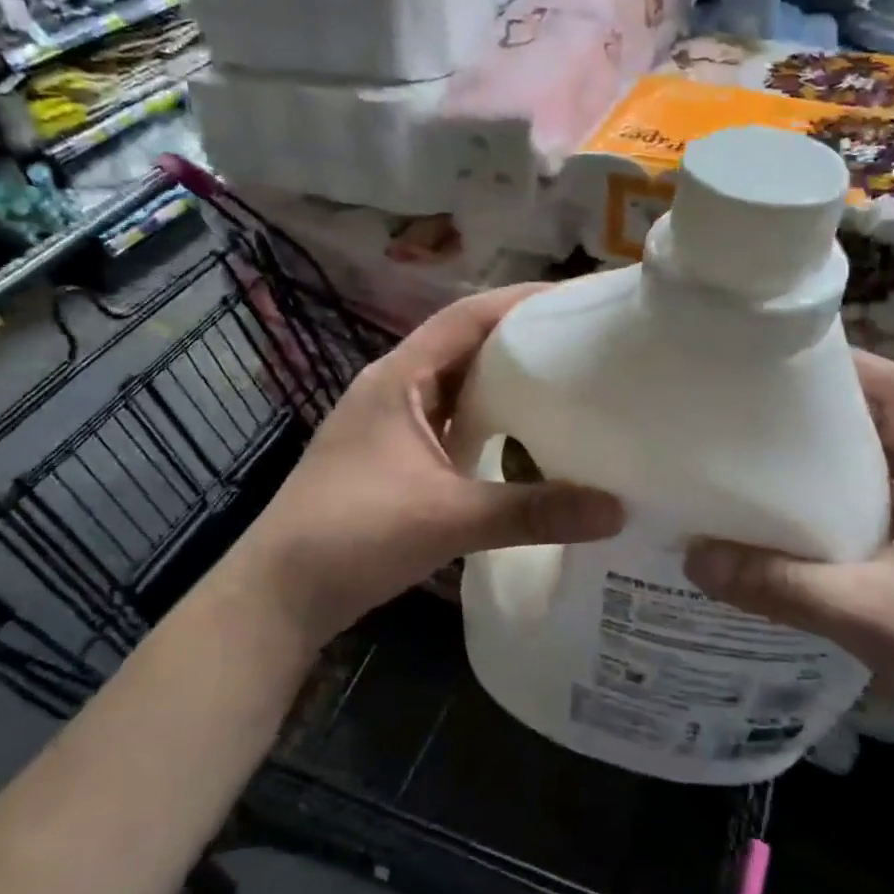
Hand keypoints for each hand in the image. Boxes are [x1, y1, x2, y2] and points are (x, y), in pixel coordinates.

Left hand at [228, 286, 624, 648]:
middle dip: (519, 338)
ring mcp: (388, 422)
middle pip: (464, 344)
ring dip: (501, 380)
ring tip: (562, 383)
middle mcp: (392, 387)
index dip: (521, 300)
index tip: (576, 299)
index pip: (467, 315)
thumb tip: (615, 510)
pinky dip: (484, 419)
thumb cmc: (354, 535)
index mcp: (399, 377)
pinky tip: (518, 438)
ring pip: (455, 384)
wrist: (277, 594)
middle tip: (582, 343)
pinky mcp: (390, 456)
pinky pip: (447, 420)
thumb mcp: (448, 518)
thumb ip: (532, 511)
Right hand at [683, 352, 893, 786]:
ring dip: (840, 462)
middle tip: (765, 407)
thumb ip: (779, 586)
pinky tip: (805, 528)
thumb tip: (694, 558)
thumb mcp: (868, 618)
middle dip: (834, 411)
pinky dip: (849, 509)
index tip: (792, 359)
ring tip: (773, 458)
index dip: (857, 366)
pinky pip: (891, 516)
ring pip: (893, 474)